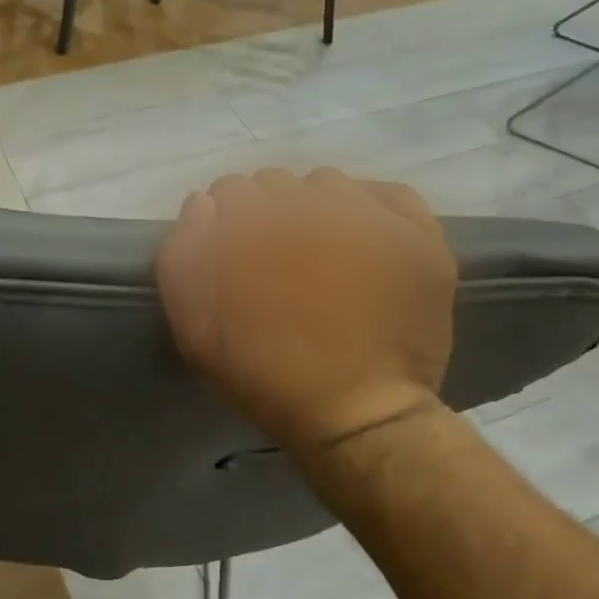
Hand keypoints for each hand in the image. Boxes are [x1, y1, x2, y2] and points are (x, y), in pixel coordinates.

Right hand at [157, 169, 456, 463]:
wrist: (356, 415)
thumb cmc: (265, 373)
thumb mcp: (193, 324)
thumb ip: (182, 254)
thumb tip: (203, 205)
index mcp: (250, 220)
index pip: (229, 190)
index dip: (228, 226)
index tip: (236, 260)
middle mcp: (307, 200)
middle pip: (276, 183)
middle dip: (270, 215)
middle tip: (280, 263)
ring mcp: (368, 212)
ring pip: (328, 184)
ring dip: (318, 210)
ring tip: (326, 257)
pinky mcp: (416, 231)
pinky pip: (386, 195)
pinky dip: (373, 211)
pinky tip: (367, 245)